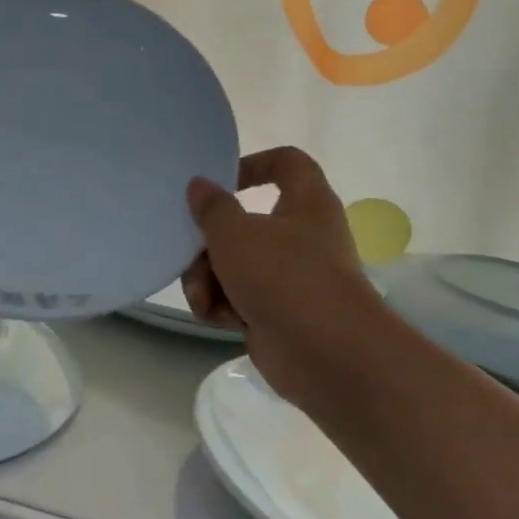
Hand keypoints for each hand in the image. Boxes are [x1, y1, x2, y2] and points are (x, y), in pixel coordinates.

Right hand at [182, 147, 382, 401]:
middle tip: (191, 254)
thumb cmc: (285, 278)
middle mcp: (302, 237)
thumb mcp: (235, 234)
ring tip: (203, 298)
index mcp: (306, 203)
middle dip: (209, 243)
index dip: (253, 164)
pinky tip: (217, 318)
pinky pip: (239, 298)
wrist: (327, 355)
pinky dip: (224, 306)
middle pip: (244, 224)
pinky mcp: (279, 313)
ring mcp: (291, 278)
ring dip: (208, 280)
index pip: (287, 163)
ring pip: (235, 265)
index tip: (220, 182)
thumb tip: (199, 185)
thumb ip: (212, 208)